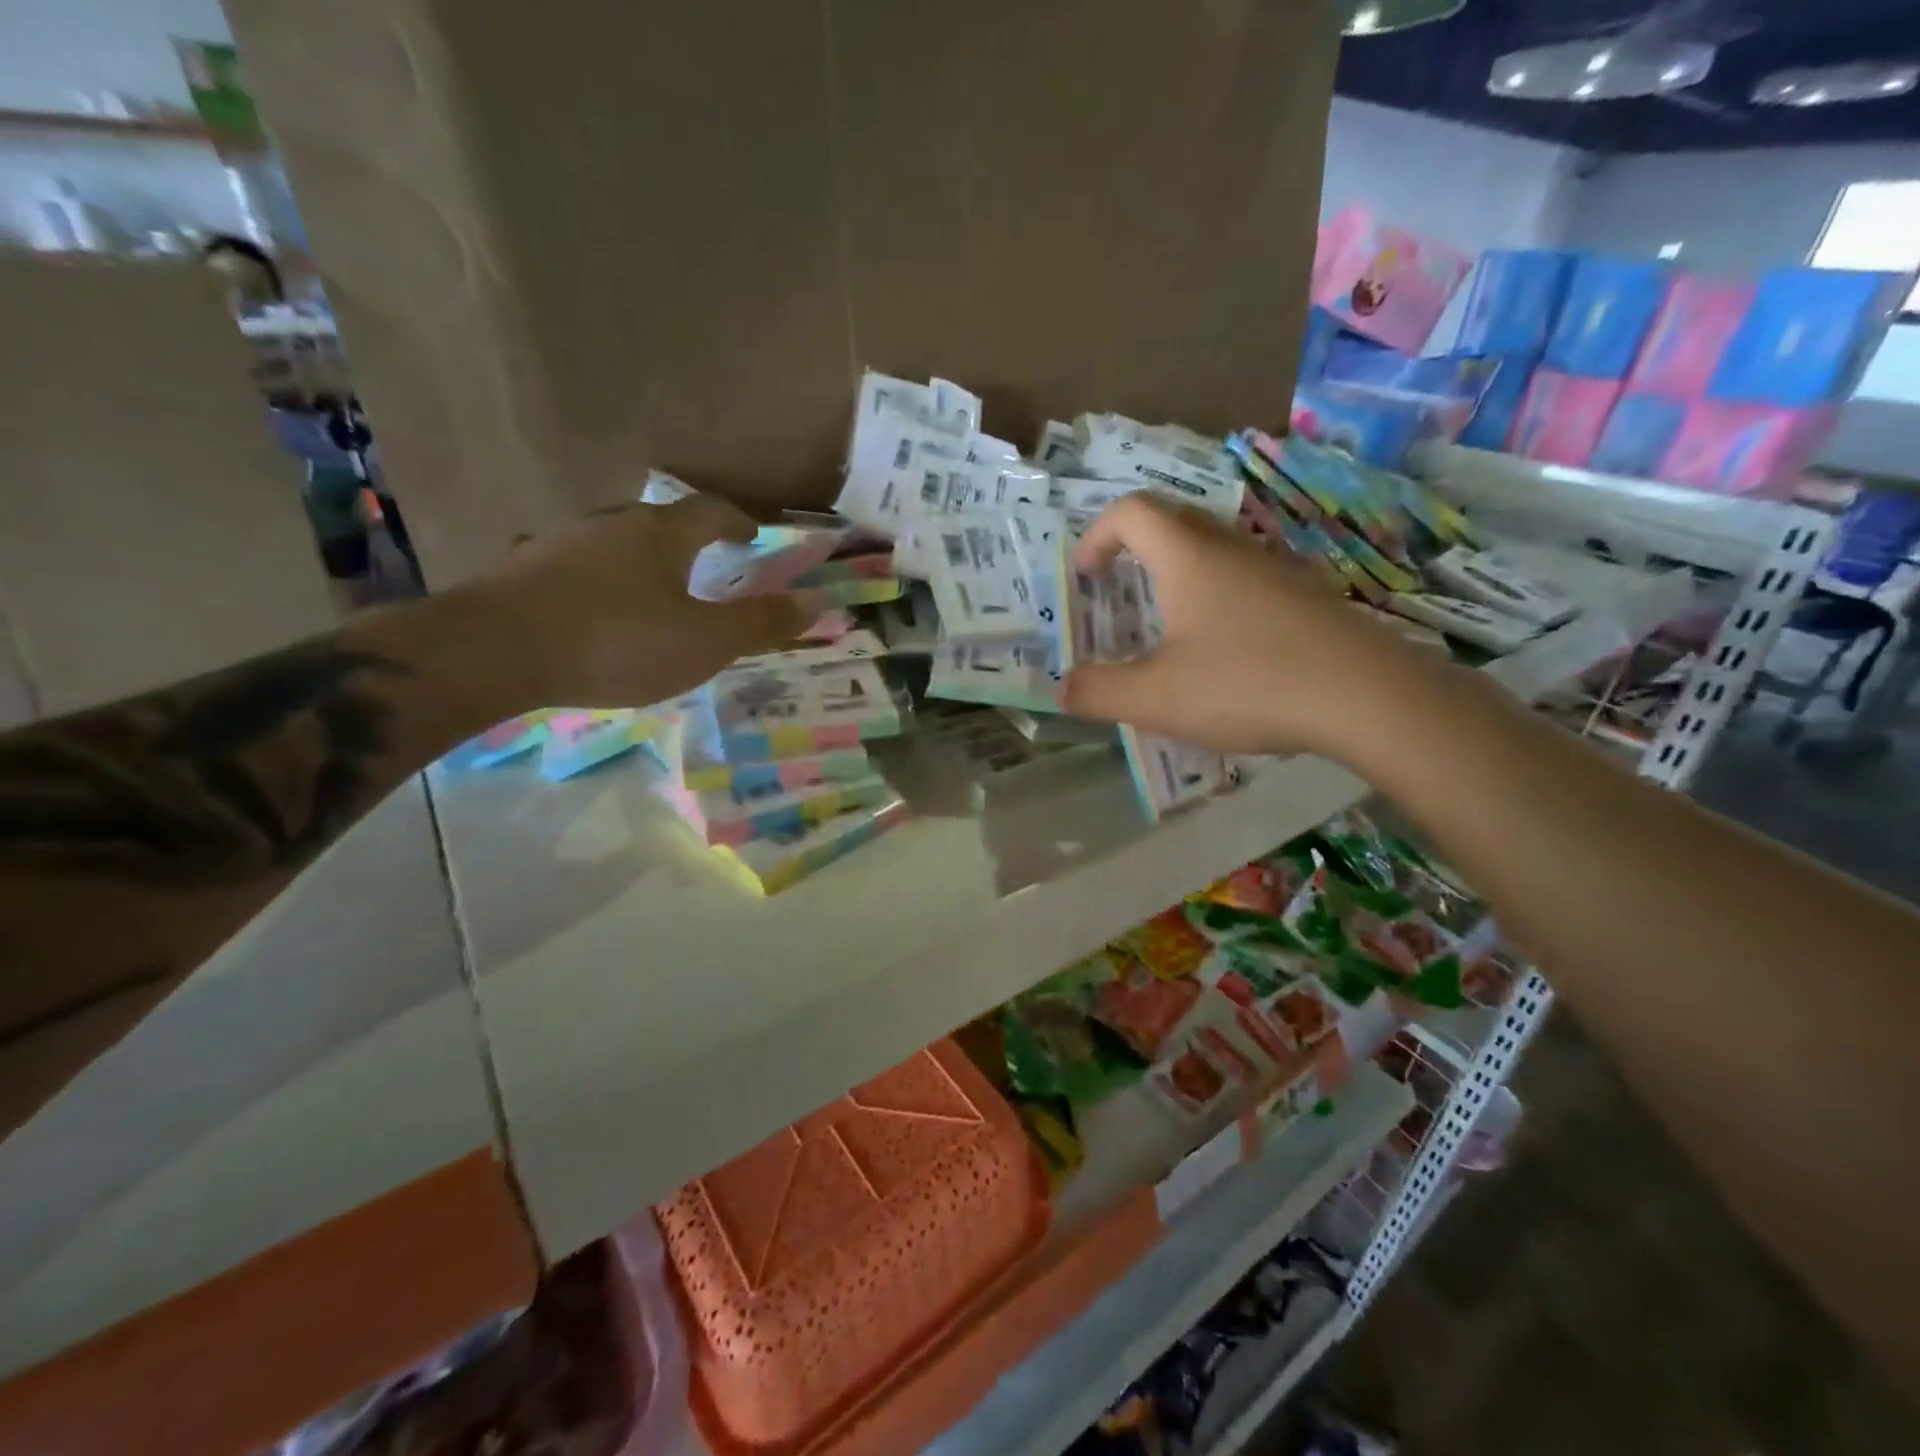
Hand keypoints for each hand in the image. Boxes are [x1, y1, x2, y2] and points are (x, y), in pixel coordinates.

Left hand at [479, 496, 814, 708]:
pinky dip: (601, 583)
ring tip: (655, 594)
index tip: (752, 537)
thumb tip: (817, 602)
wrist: (495, 651)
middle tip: (707, 568)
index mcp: (661, 533)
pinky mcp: (523, 570)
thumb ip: (761, 624)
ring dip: (642, 562)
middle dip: (689, 543)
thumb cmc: (618, 641)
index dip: (736, 522)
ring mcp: (560, 542)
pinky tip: (597, 612)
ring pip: (615, 544)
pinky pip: (578, 568)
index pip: (710, 511)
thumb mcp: (705, 642)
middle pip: (660, 523)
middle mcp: (611, 523)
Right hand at [1061, 494, 1425, 757]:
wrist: (1368, 697)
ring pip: (1215, 551)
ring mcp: (1278, 569)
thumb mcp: (1156, 699)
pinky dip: (1218, 598)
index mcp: (1188, 558)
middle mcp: (1233, 549)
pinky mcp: (1308, 596)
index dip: (1097, 535)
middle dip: (1134, 550)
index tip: (1085, 576)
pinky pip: (1247, 580)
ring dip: (1179, 574)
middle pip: (1174, 522)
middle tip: (1119, 594)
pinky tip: (1225, 651)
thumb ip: (1098, 692)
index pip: (1132, 512)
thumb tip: (1063, 688)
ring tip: (1168, 627)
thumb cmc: (1248, 685)